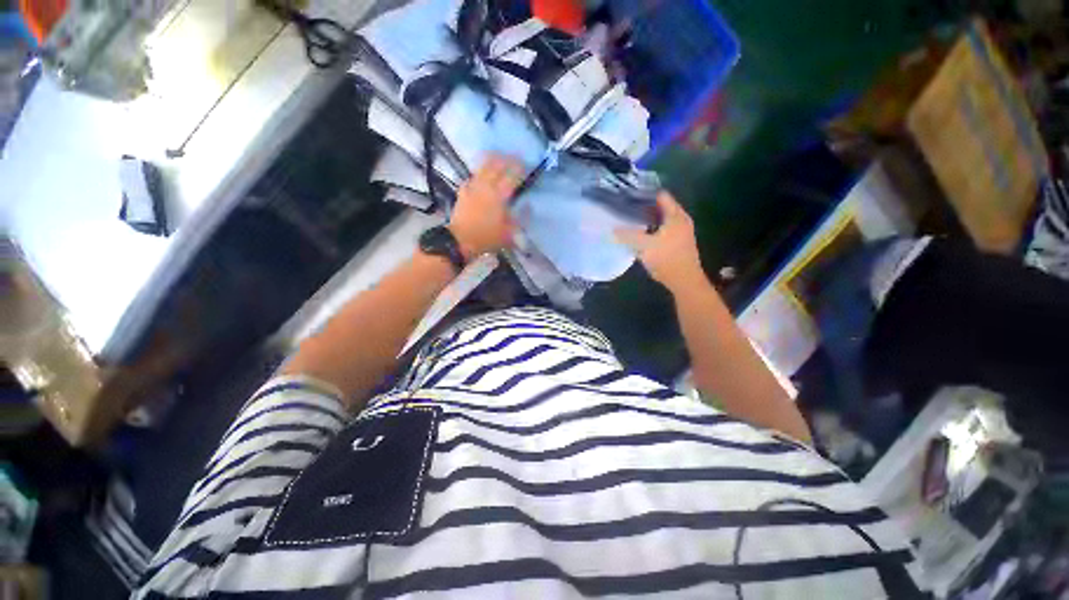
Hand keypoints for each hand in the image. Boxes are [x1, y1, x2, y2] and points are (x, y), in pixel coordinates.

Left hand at [449, 154, 522, 258]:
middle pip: (497, 167)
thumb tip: (528, 206)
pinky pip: (472, 177)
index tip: (526, 166)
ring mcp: (473, 187)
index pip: (512, 177)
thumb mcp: (509, 233)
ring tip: (498, 157)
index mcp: (499, 196)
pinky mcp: (463, 192)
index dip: (519, 169)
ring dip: (492, 160)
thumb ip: (520, 218)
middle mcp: (486, 187)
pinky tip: (479, 175)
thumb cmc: (487, 238)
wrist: (460, 240)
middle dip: (507, 160)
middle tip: (514, 157)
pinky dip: (478, 173)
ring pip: (483, 168)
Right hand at [616, 192, 703, 292]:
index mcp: (675, 216)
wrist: (684, 280)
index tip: (629, 197)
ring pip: (661, 219)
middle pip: (661, 207)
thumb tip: (612, 231)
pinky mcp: (677, 242)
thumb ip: (628, 236)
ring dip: (647, 220)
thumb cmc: (667, 259)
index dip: (645, 194)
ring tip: (629, 221)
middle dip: (644, 207)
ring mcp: (680, 232)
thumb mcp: (644, 246)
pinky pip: (662, 229)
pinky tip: (640, 235)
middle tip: (626, 209)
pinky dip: (652, 229)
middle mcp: (680, 220)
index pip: (661, 196)